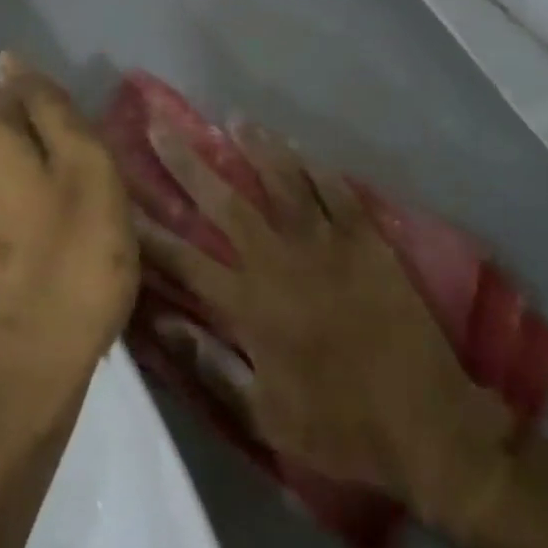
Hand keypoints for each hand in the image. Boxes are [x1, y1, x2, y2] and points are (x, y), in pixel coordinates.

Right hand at [137, 122, 512, 530]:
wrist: (428, 424)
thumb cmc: (340, 427)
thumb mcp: (264, 416)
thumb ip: (211, 367)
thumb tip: (166, 325)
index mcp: (250, 305)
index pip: (184, 259)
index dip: (147, 230)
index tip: (119, 199)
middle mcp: (281, 262)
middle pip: (225, 202)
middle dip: (188, 163)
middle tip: (161, 125)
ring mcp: (328, 245)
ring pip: (283, 182)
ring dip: (256, 148)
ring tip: (234, 119)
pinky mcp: (368, 241)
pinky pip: (337, 192)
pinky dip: (316, 168)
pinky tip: (300, 149)